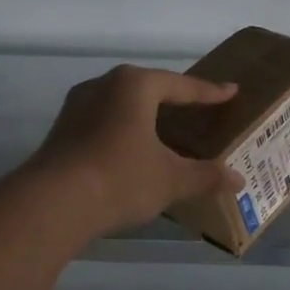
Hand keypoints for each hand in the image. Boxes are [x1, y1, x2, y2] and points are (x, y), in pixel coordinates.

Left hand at [29, 65, 240, 236]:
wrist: (51, 205)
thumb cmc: (121, 178)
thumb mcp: (172, 179)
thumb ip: (206, 176)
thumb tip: (238, 180)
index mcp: (135, 85)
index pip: (182, 85)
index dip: (209, 92)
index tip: (231, 92)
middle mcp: (104, 86)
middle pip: (148, 88)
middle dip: (174, 98)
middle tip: (198, 106)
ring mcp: (77, 107)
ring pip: (122, 104)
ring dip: (145, 114)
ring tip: (165, 127)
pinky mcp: (62, 131)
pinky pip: (104, 122)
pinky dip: (125, 130)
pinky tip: (133, 148)